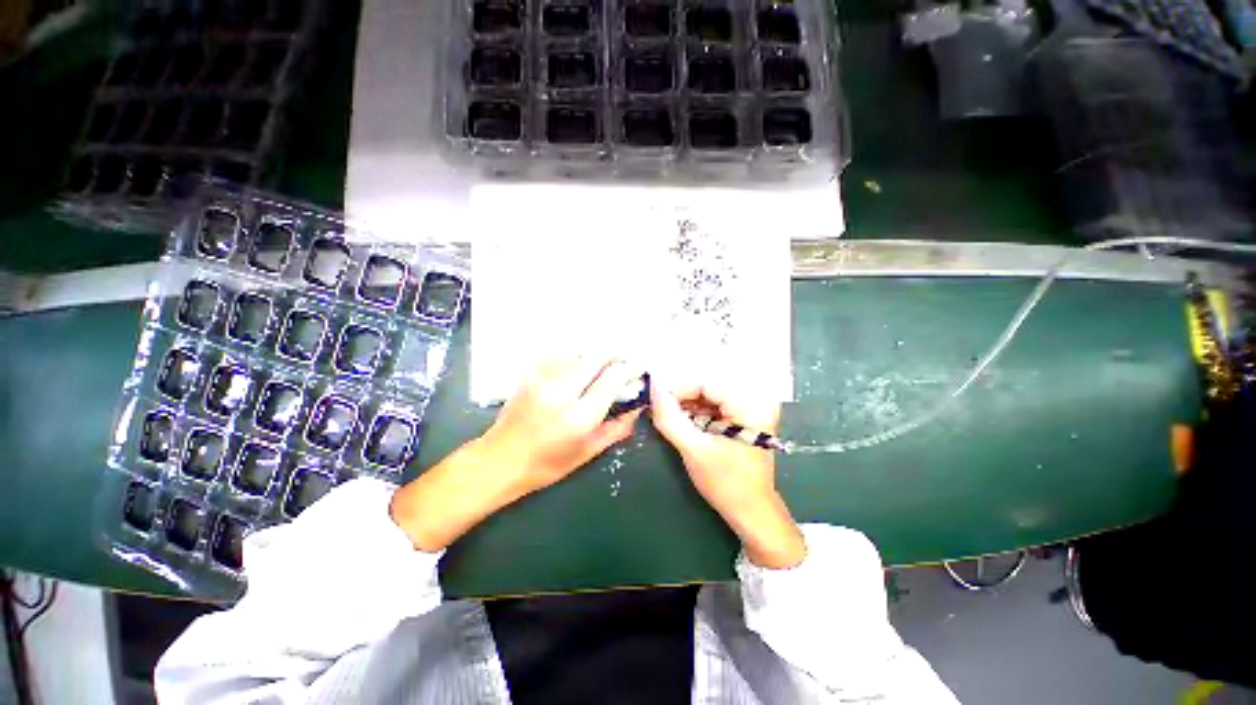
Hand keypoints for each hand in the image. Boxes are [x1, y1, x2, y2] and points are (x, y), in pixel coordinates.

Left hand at [391, 358, 643, 550]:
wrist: (500, 459)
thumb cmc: (547, 464)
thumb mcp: (588, 452)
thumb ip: (618, 427)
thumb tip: (639, 405)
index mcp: (579, 416)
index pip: (613, 377)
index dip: (631, 369)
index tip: (640, 369)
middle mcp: (562, 391)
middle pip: (598, 357)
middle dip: (616, 357)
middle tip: (624, 364)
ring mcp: (544, 379)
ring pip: (581, 355)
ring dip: (596, 361)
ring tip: (601, 373)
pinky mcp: (532, 373)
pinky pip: (564, 359)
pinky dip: (577, 363)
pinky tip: (578, 375)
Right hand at [650, 379, 804, 568]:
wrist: (752, 513)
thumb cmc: (727, 483)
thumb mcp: (693, 449)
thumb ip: (670, 418)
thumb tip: (652, 387)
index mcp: (750, 405)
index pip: (706, 383)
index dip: (678, 389)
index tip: (655, 401)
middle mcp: (753, 400)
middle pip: (707, 387)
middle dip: (681, 398)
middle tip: (660, 412)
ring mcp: (749, 409)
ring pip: (708, 395)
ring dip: (687, 406)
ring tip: (672, 420)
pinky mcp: (742, 418)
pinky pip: (713, 405)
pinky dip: (696, 413)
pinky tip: (685, 424)